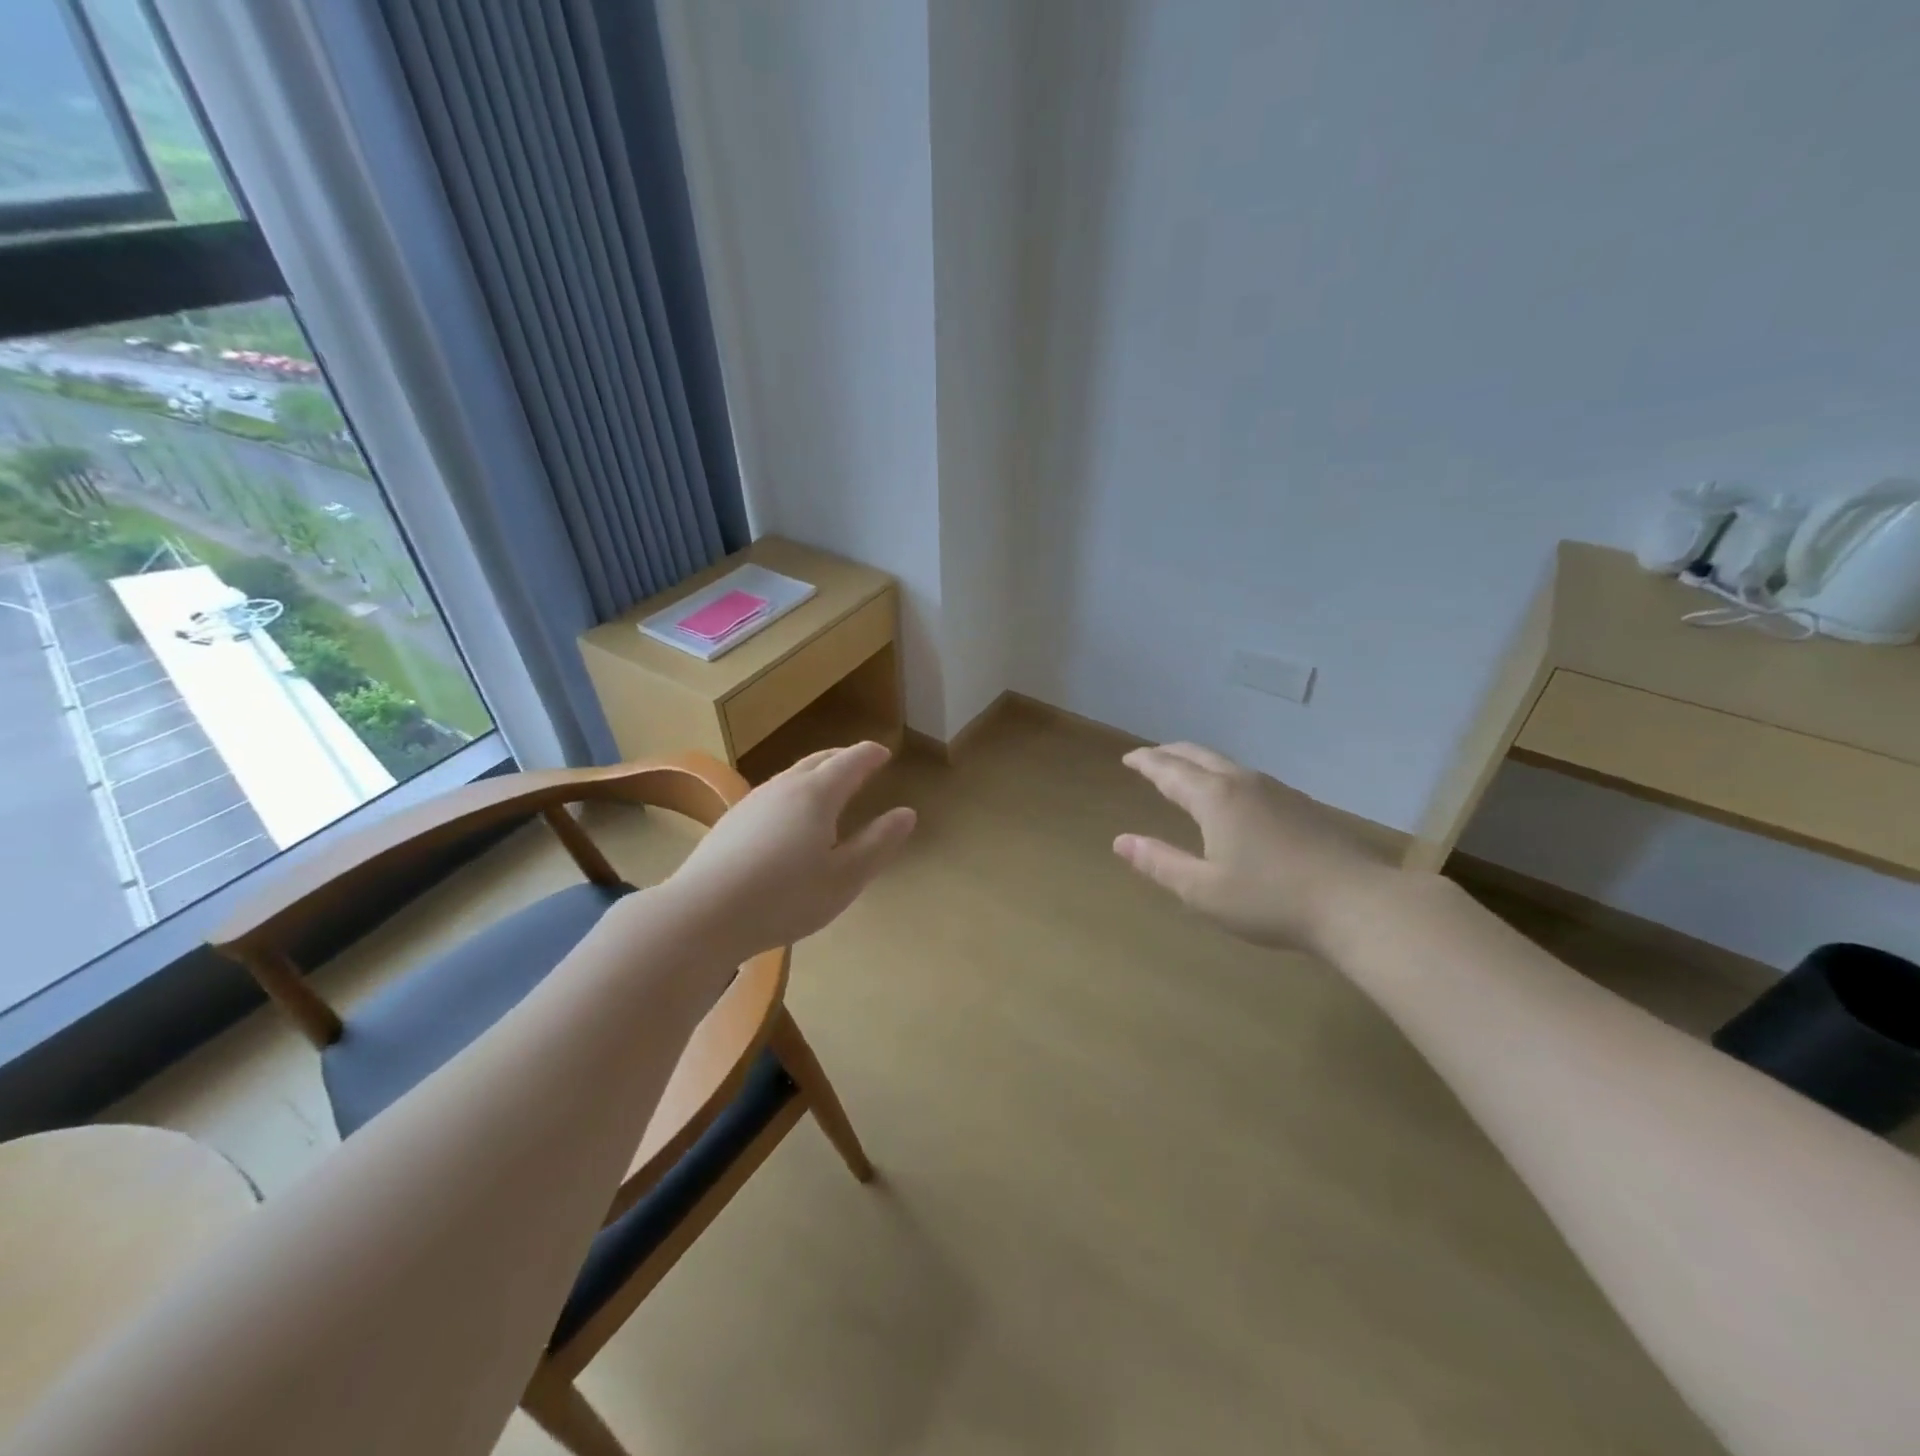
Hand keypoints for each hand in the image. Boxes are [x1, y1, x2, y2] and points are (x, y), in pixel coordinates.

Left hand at [664, 741, 916, 960]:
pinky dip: (794, 791)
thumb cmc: (784, 898)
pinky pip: (773, 793)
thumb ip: (878, 843)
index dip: (871, 755)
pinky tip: (789, 816)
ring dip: (816, 772)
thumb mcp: (844, 878)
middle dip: (843, 757)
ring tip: (829, 785)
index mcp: (817, 795)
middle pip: (819, 760)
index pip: (851, 762)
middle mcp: (785, 787)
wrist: (702, 914)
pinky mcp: (731, 821)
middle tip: (861, 760)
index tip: (884, 753)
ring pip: (792, 775)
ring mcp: (753, 802)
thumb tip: (907, 813)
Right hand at [1114, 742, 1395, 951]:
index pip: (1170, 771)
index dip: (1146, 762)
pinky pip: (1249, 778)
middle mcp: (1243, 783)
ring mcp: (1277, 791)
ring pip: (1227, 764)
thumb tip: (1120, 841)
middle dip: (1170, 754)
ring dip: (1198, 762)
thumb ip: (1159, 863)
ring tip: (1185, 772)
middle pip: (1199, 756)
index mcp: (1215, 798)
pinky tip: (1232, 797)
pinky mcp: (1301, 805)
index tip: (1128, 758)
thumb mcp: (1202, 891)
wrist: (1358, 903)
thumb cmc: (1270, 899)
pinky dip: (1224, 776)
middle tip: (1150, 757)